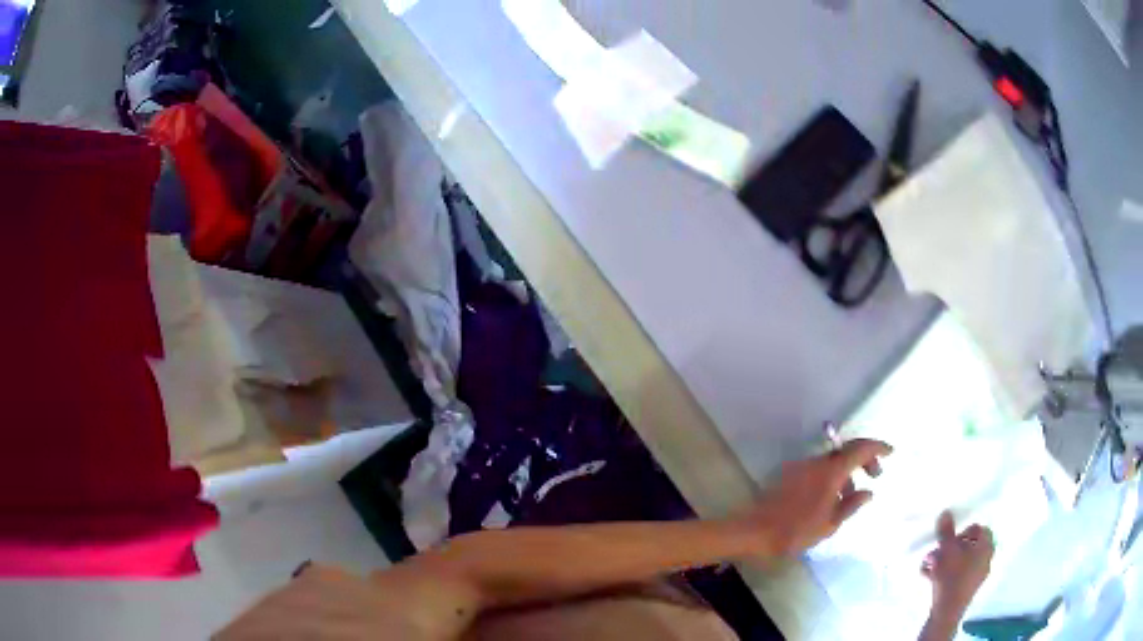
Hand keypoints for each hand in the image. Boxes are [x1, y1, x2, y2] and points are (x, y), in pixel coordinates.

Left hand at [733, 439, 891, 555]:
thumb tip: (868, 492)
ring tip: (852, 495)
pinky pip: (820, 468)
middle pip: (847, 450)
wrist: (755, 531)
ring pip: (833, 460)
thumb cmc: (796, 531)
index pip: (860, 449)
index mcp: (830, 471)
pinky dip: (833, 476)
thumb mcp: (830, 524)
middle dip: (865, 458)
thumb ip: (851, 505)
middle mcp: (817, 462)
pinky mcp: (791, 474)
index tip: (891, 452)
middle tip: (875, 475)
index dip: (878, 447)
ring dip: (848, 470)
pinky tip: (833, 498)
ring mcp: (802, 466)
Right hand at [922, 511, 993, 618]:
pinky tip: (930, 578)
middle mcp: (986, 558)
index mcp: (986, 546)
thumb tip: (946, 511)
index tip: (949, 540)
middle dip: (948, 548)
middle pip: (968, 545)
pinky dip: (946, 573)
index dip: (963, 531)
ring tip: (928, 567)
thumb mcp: (946, 550)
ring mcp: (978, 575)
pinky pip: (958, 574)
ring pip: (960, 561)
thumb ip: (946, 531)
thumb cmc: (952, 576)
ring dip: (943, 561)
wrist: (947, 612)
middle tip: (934, 554)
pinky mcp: (967, 589)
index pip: (979, 529)